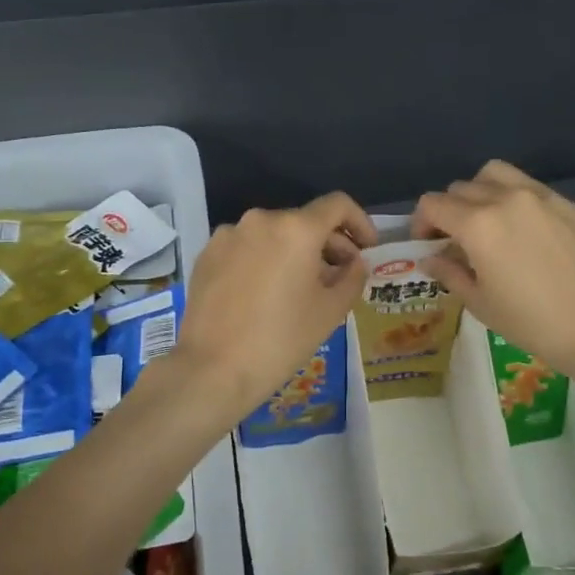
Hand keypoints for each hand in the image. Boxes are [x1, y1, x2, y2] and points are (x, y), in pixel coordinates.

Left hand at [171, 193, 377, 423]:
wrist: (213, 369)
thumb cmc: (281, 339)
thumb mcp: (331, 311)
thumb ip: (352, 277)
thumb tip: (354, 263)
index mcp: (296, 228)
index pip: (338, 205)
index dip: (360, 222)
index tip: (368, 248)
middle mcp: (260, 220)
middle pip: (304, 220)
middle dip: (328, 244)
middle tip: (340, 275)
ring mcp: (228, 236)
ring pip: (273, 235)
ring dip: (295, 253)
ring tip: (302, 288)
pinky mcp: (206, 255)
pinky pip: (247, 248)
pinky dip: (265, 260)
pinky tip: (266, 294)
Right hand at [412, 161, 574, 382]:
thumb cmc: (532, 323)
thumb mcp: (480, 303)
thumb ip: (450, 273)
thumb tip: (432, 258)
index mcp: (478, 224)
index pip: (433, 204)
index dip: (421, 223)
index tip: (427, 245)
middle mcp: (506, 199)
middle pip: (461, 188)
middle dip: (449, 211)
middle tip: (456, 241)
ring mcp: (542, 197)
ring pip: (496, 175)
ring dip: (480, 192)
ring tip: (487, 223)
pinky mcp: (570, 205)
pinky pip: (531, 189)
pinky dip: (515, 200)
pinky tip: (526, 233)